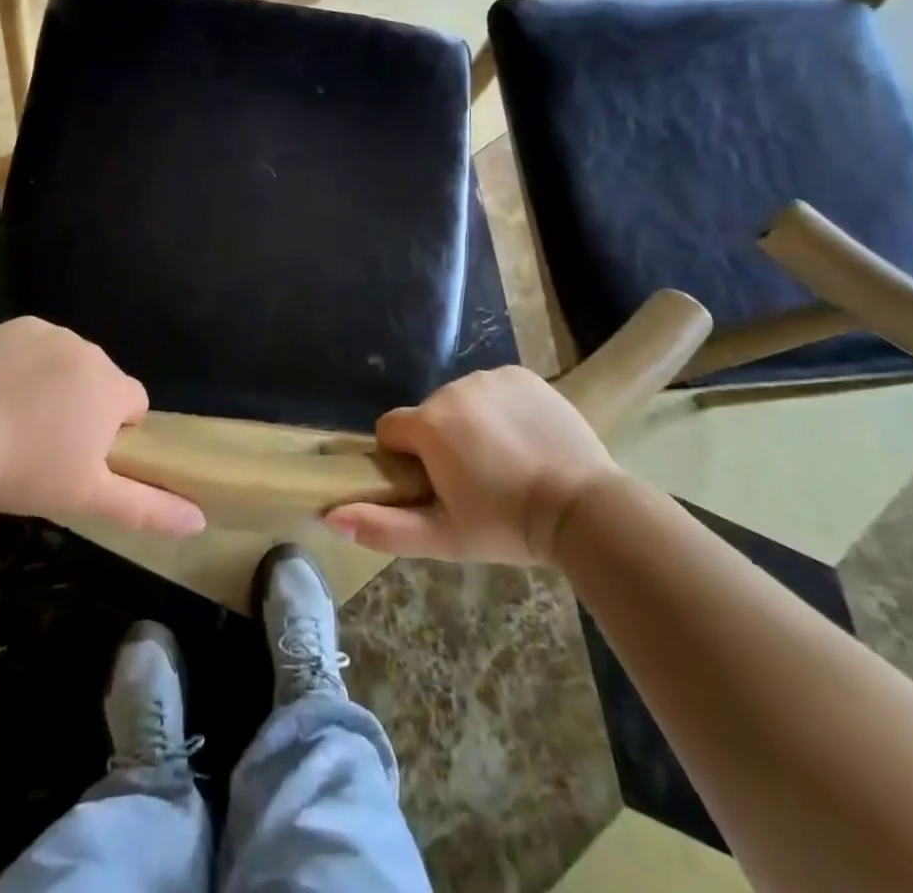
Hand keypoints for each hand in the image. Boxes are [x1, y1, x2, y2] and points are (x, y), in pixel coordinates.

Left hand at [0, 318, 205, 536]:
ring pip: (67, 361)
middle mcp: (88, 350)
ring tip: (15, 420)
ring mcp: (48, 333)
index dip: (114, 432)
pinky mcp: (13, 326)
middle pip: (100, 380)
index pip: (134, 403)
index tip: (81, 456)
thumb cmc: (24, 470)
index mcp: (111, 387)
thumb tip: (200, 522)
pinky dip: (24, 364)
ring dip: (55, 384)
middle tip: (45, 444)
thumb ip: (148, 508)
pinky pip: (34, 345)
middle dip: (84, 406)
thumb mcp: (88, 497)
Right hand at [326, 366, 619, 562]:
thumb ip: (383, 527)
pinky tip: (523, 438)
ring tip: (503, 461)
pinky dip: (499, 408)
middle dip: (439, 442)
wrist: (583, 507)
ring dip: (469, 424)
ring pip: (460, 400)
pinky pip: (494, 388)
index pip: (390, 429)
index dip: (403, 458)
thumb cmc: (507, 526)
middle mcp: (452, 389)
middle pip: (428, 415)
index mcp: (428, 425)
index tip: (431, 485)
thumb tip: (329, 516)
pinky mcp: (522, 374)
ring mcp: (490, 378)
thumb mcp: (443, 538)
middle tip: (473, 481)